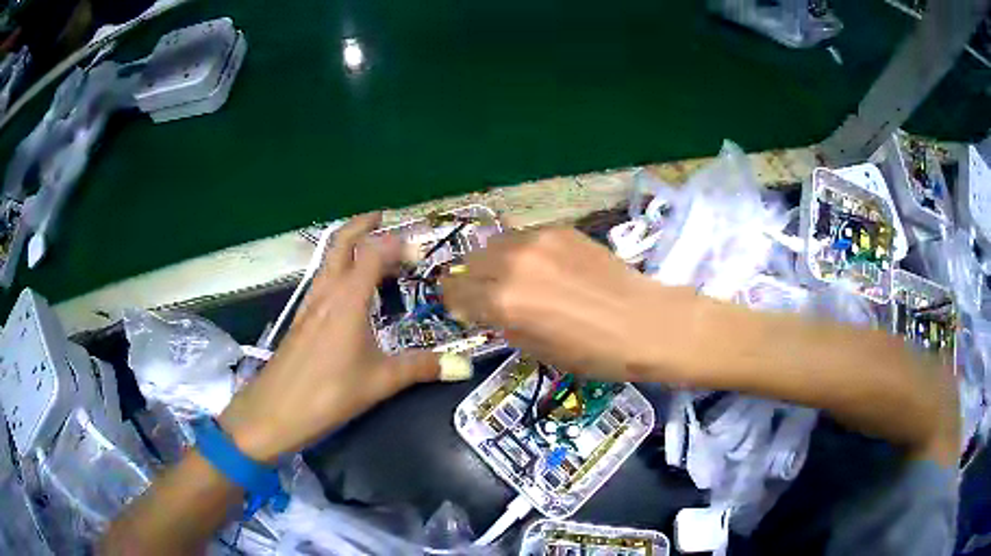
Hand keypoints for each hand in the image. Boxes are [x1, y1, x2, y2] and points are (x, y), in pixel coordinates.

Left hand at [218, 213, 440, 461]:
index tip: (420, 253)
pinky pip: (322, 279)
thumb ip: (421, 368)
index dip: (398, 244)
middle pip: (341, 242)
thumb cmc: (329, 393)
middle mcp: (327, 292)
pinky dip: (339, 268)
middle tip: (385, 217)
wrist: (274, 411)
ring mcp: (310, 303)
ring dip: (349, 245)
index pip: (373, 252)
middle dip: (363, 224)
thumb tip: (464, 366)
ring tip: (372, 251)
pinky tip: (349, 290)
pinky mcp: (301, 318)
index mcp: (348, 299)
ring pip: (328, 259)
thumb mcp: (380, 382)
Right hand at [441, 227, 699, 381]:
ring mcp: (537, 241)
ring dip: (495, 261)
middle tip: (487, 294)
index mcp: (503, 302)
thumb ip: (503, 324)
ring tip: (514, 276)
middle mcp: (512, 264)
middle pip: (470, 263)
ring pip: (495, 243)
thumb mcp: (537, 350)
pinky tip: (543, 266)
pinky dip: (522, 251)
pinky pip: (524, 237)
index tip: (462, 308)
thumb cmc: (593, 352)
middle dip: (472, 280)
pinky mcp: (559, 229)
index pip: (456, 293)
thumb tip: (485, 309)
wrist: (644, 322)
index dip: (454, 302)